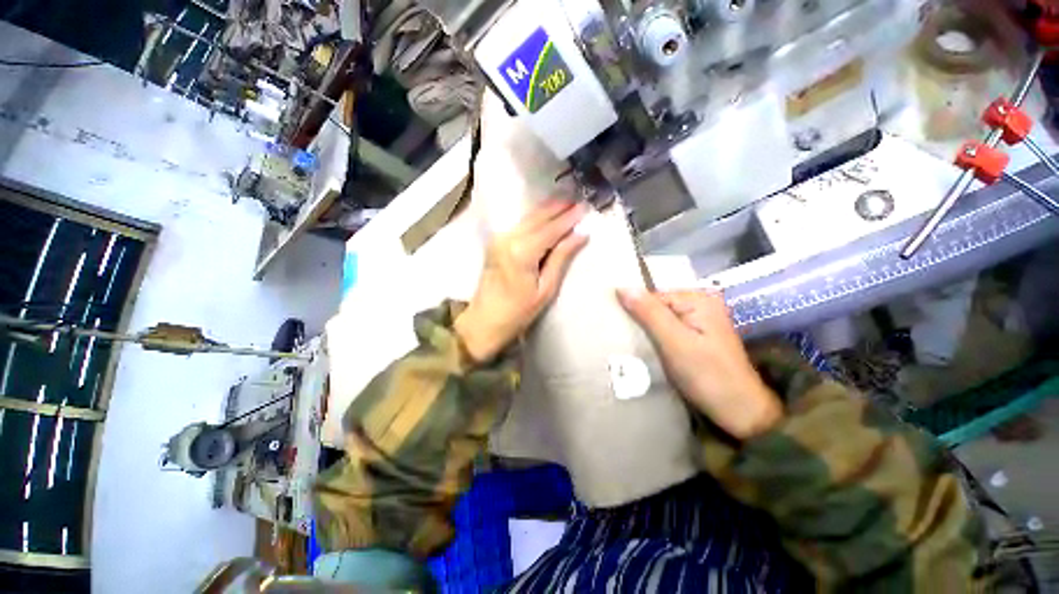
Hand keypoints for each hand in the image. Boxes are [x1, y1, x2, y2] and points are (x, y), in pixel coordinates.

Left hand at [455, 199, 588, 362]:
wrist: (484, 320)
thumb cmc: (518, 312)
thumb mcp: (546, 288)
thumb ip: (561, 257)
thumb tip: (580, 234)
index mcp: (522, 251)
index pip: (551, 228)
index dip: (569, 217)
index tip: (586, 207)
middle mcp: (508, 238)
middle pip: (538, 217)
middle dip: (559, 206)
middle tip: (579, 198)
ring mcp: (499, 238)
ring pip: (528, 217)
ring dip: (548, 209)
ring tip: (567, 201)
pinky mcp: (496, 242)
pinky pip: (520, 224)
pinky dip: (536, 217)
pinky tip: (547, 214)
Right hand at [617, 289, 782, 438]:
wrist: (740, 411)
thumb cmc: (708, 376)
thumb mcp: (674, 342)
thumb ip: (649, 313)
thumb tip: (622, 286)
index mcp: (697, 299)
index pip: (651, 296)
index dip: (633, 311)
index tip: (619, 331)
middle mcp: (699, 304)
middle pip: (656, 306)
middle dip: (639, 321)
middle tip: (624, 340)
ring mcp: (699, 321)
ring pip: (659, 319)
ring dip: (645, 331)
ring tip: (632, 346)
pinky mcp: (696, 336)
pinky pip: (667, 330)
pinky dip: (655, 339)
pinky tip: (647, 351)